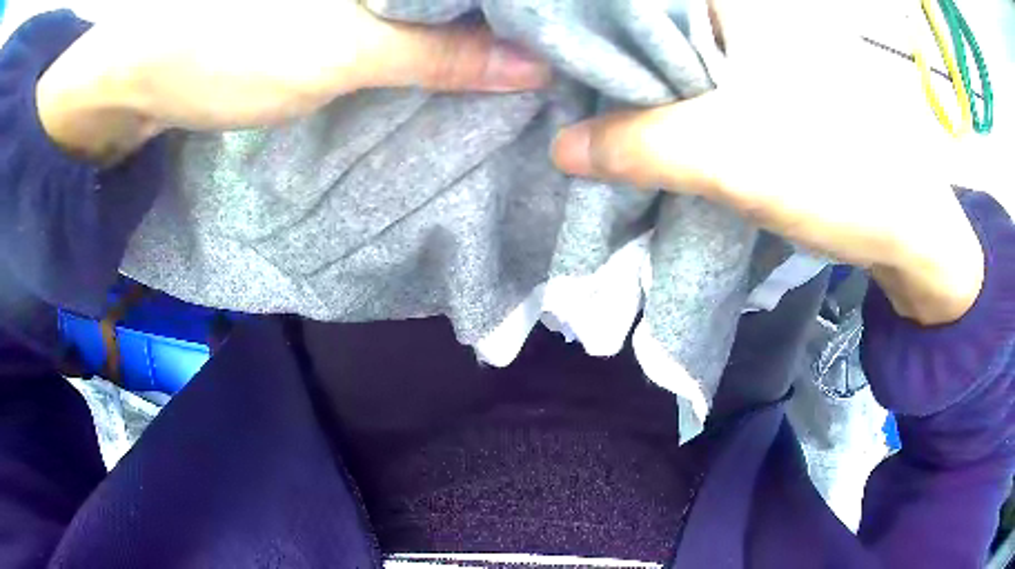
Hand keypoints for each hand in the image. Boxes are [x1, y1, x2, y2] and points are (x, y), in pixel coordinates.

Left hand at [37, 0, 548, 163]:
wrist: (146, 76)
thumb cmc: (226, 53)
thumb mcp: (338, 54)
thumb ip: (436, 52)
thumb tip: (529, 68)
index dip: (535, 2)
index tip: (587, 21)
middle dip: (515, 11)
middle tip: (573, 41)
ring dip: (480, 17)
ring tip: (539, 43)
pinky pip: (405, 4)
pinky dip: (437, 21)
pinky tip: (470, 41)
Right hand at [552, 0, 982, 324]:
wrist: (909, 230)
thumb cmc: (838, 175)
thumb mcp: (731, 156)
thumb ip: (640, 145)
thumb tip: (563, 148)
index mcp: (745, 6)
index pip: (646, 3)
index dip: (597, 28)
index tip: (559, 64)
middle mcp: (757, 16)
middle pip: (662, 28)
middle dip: (619, 64)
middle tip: (573, 96)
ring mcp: (772, 51)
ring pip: (687, 58)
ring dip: (648, 89)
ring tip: (603, 114)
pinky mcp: (781, 87)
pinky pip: (714, 84)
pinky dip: (682, 106)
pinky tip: (658, 129)